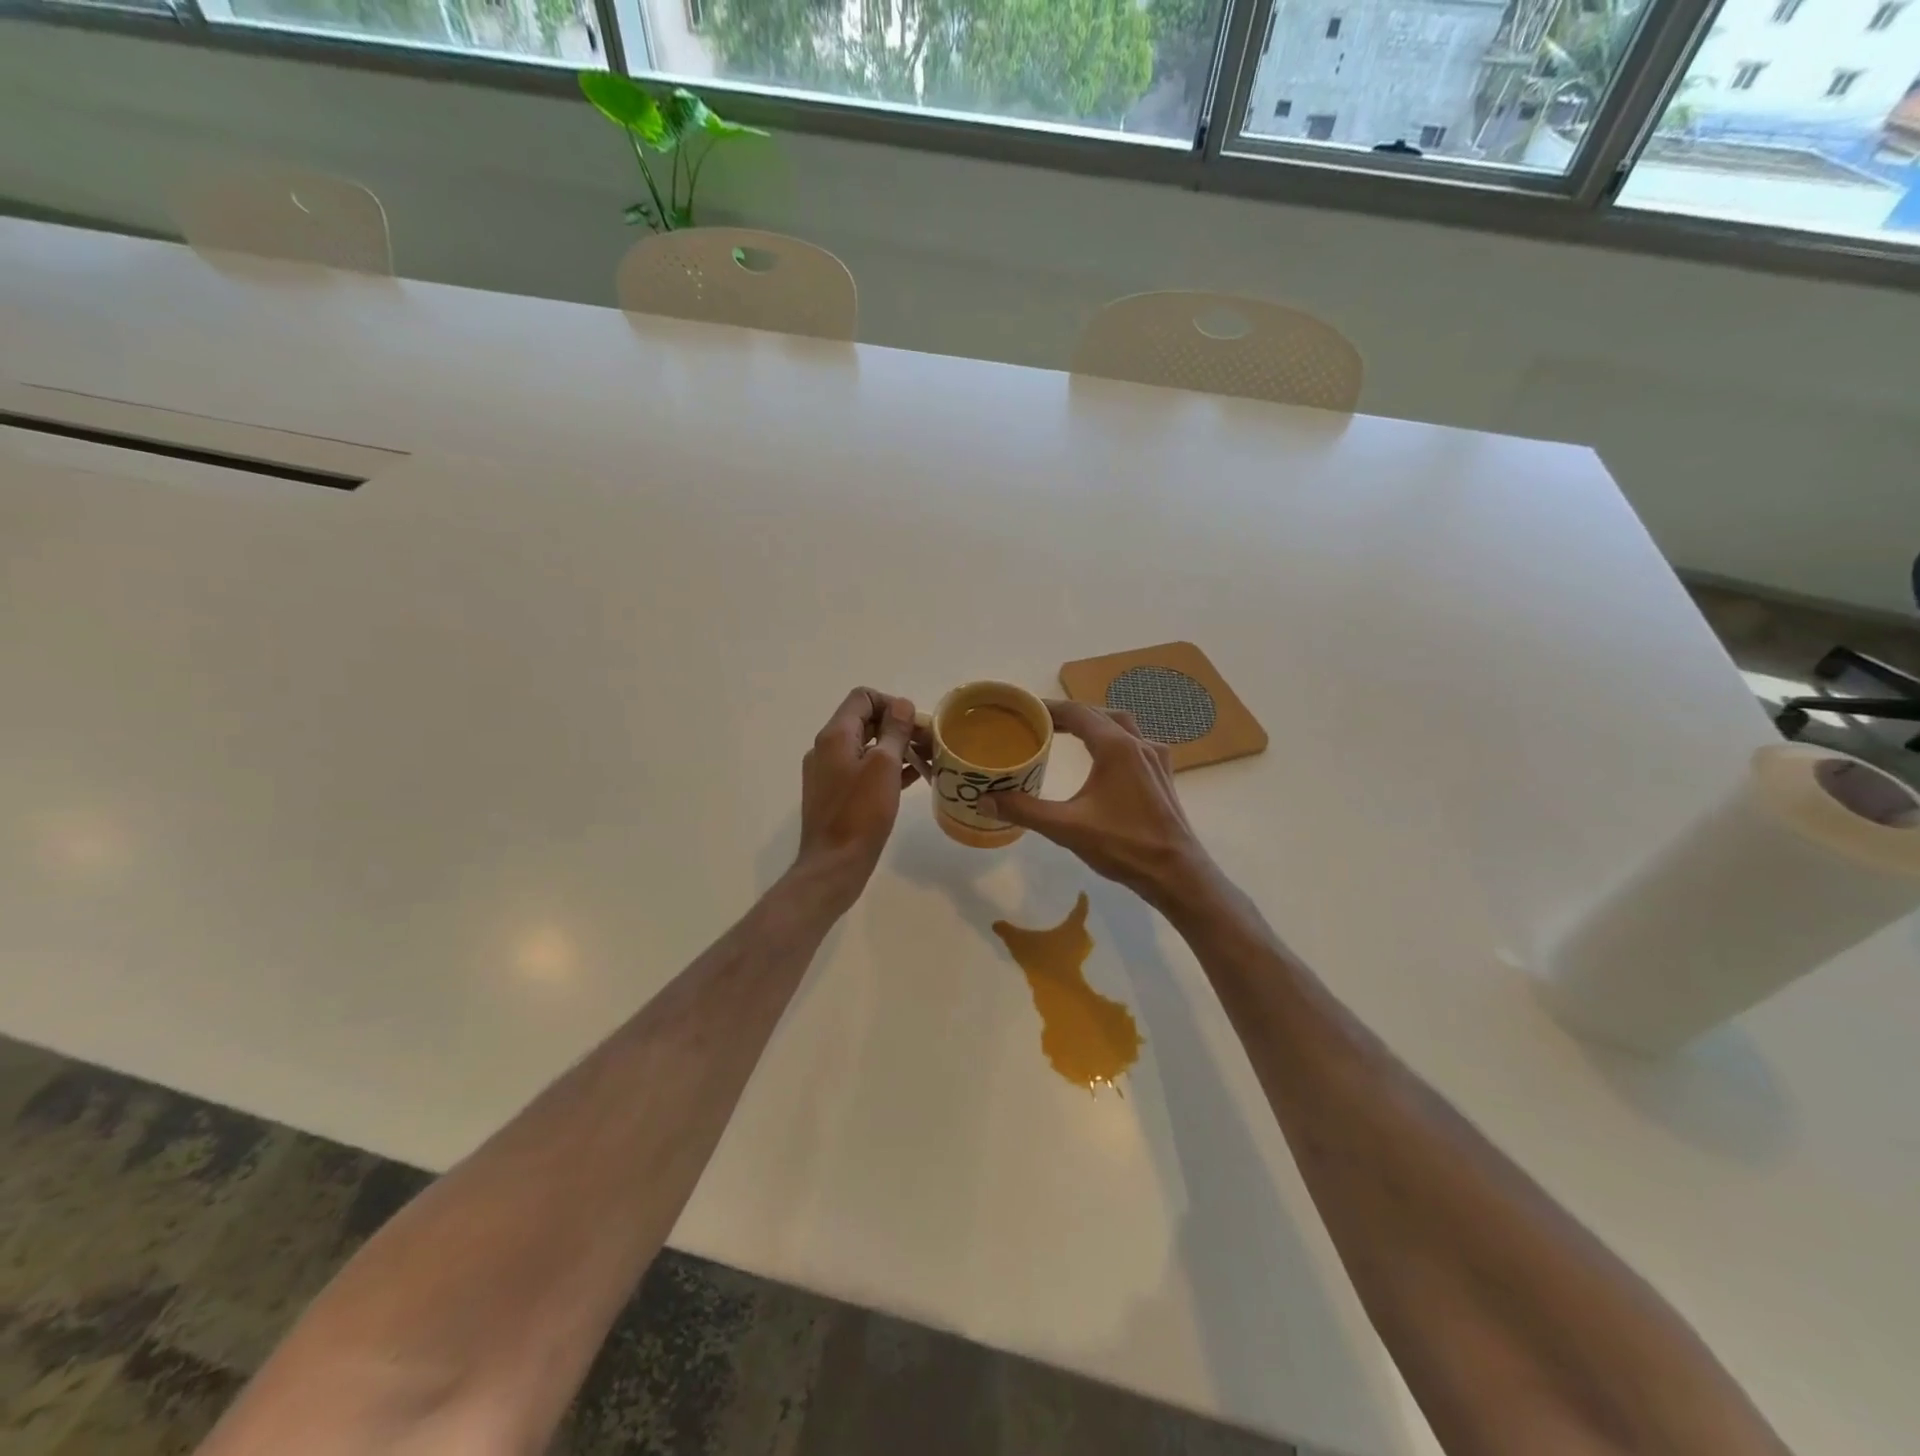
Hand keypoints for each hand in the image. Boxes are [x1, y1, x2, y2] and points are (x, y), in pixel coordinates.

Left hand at [794, 687, 919, 912]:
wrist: (834, 865)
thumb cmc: (861, 813)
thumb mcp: (884, 766)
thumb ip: (894, 731)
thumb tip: (901, 704)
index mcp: (835, 735)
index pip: (862, 698)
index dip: (891, 704)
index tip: (915, 725)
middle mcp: (827, 748)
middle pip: (865, 722)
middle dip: (899, 727)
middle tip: (930, 743)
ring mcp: (830, 773)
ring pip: (867, 748)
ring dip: (896, 748)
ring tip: (928, 760)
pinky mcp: (837, 795)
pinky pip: (865, 770)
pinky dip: (888, 768)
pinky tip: (913, 778)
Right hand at [984, 700, 1216, 908]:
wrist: (1177, 873)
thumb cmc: (1123, 846)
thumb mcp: (1066, 828)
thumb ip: (1024, 810)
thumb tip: (984, 800)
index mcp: (1116, 747)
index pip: (1077, 712)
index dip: (1048, 708)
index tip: (1023, 711)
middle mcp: (1138, 744)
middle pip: (1098, 714)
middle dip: (1068, 714)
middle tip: (1039, 724)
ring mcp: (1156, 759)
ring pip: (1121, 726)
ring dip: (1094, 724)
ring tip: (1068, 734)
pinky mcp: (1163, 776)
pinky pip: (1136, 744)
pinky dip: (1114, 741)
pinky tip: (1106, 760)